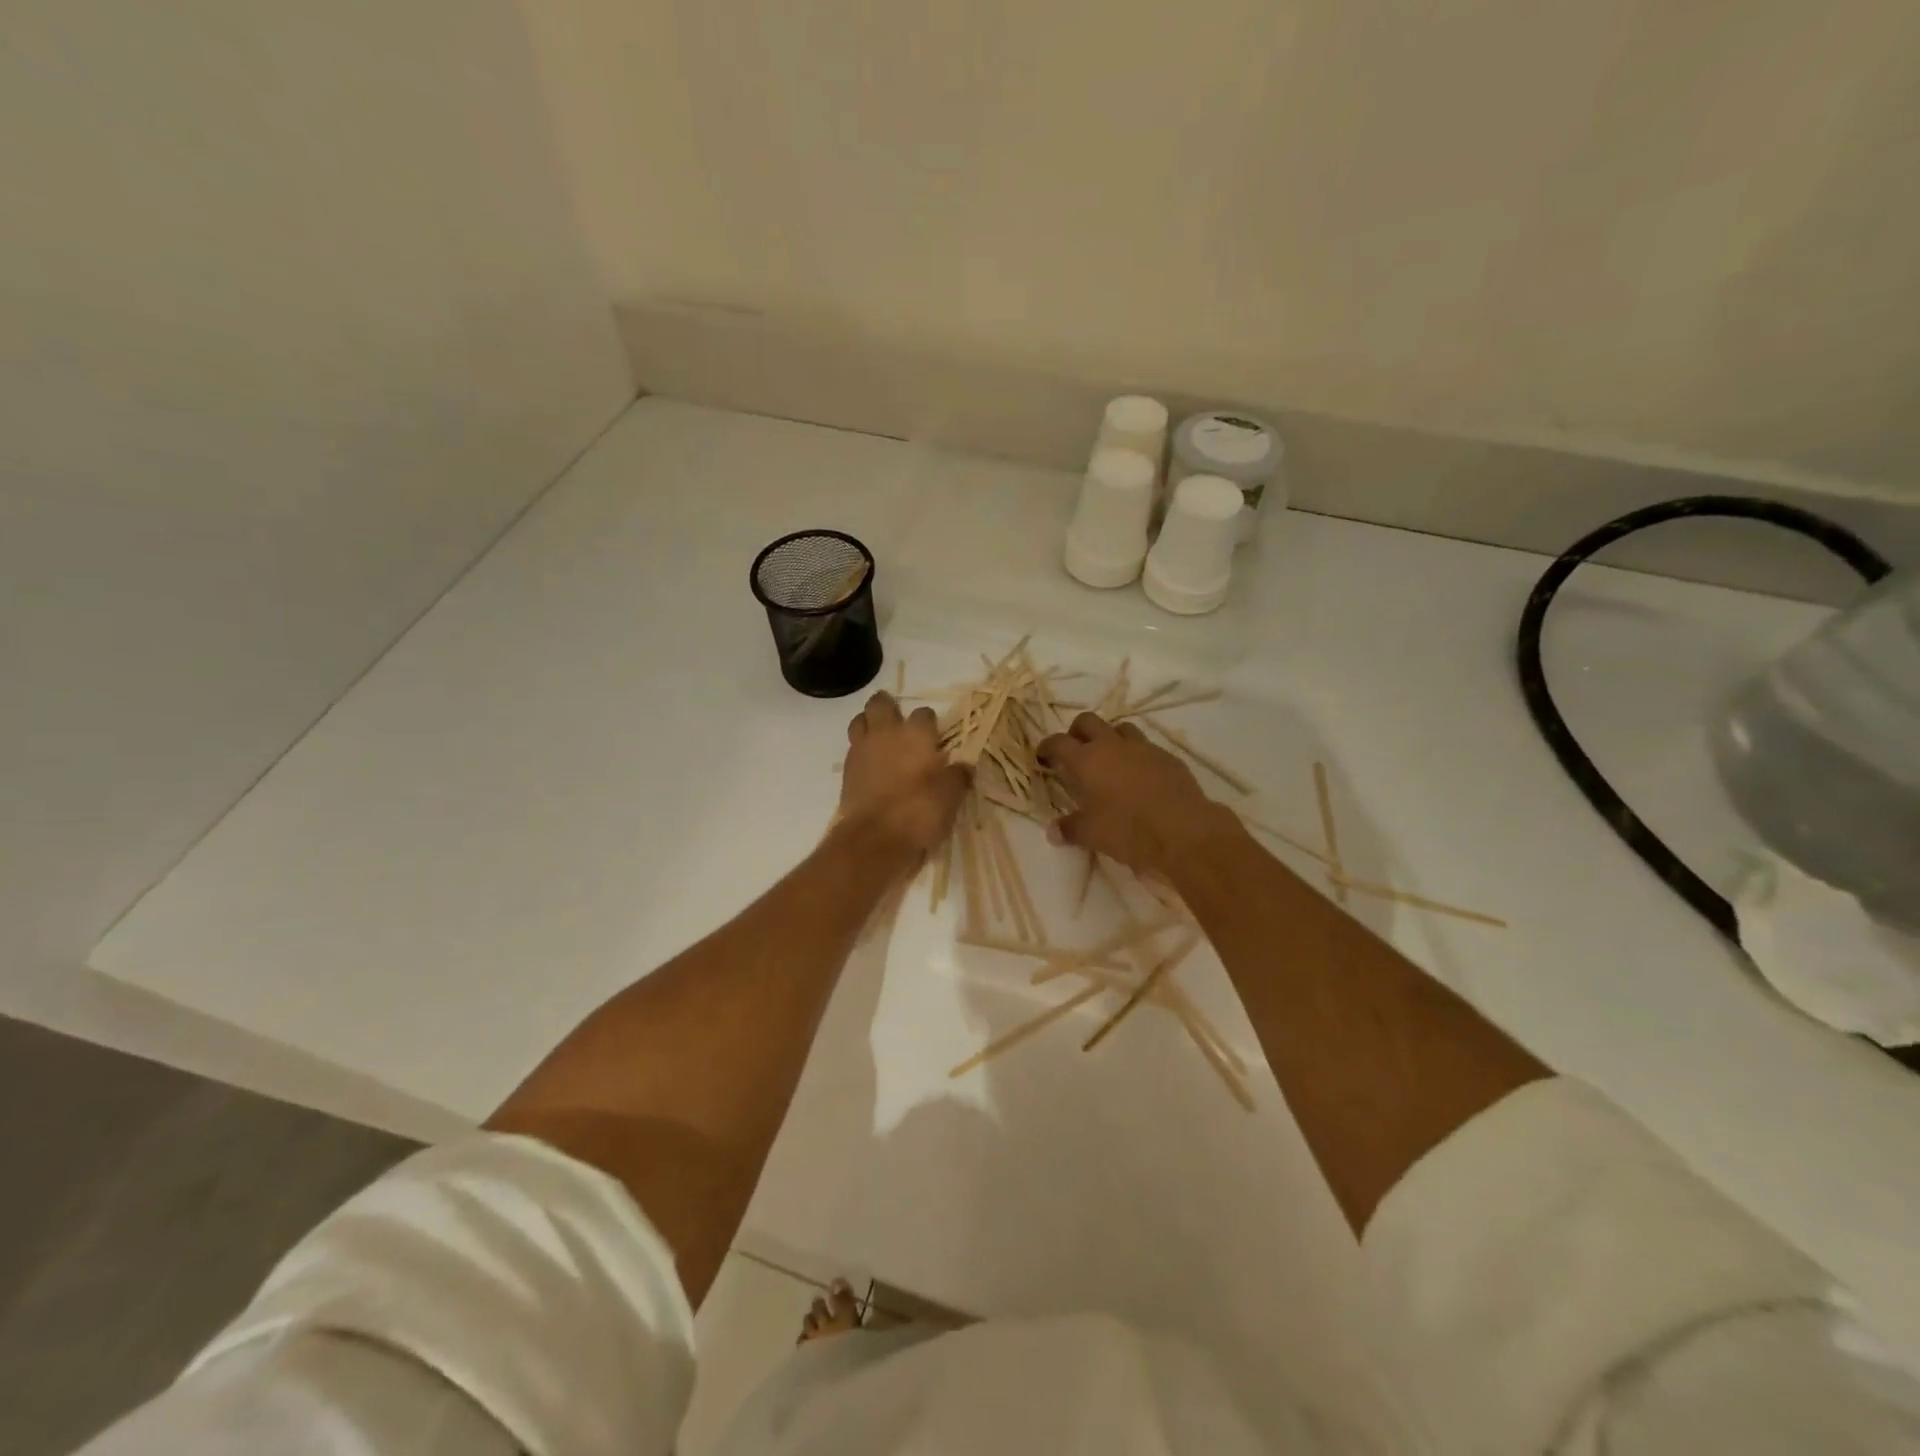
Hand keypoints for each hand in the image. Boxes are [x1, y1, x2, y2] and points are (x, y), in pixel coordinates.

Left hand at [839, 692, 969, 858]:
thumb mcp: (950, 797)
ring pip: (860, 720)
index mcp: (916, 734)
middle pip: (881, 704)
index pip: (924, 714)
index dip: (929, 723)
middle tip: (898, 720)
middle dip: (888, 706)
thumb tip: (966, 766)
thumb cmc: (918, 811)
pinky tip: (871, 763)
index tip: (935, 737)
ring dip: (869, 723)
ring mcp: (862, 749)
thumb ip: (958, 777)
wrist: (874, 838)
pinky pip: (852, 747)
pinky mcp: (847, 769)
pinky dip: (861, 750)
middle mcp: (887, 733)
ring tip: (880, 737)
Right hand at [1037, 713, 1231, 876]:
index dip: (1047, 747)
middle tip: (1075, 753)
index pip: (1058, 742)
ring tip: (1109, 761)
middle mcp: (1112, 745)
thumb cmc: (1128, 829)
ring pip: (1120, 728)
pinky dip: (1136, 755)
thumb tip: (1052, 832)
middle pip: (1087, 721)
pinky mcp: (1168, 757)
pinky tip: (1139, 776)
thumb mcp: (1091, 834)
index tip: (1043, 757)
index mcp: (1086, 760)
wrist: (1183, 830)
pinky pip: (1146, 746)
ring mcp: (1143, 747)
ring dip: (1109, 738)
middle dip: (1076, 732)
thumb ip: (1069, 829)